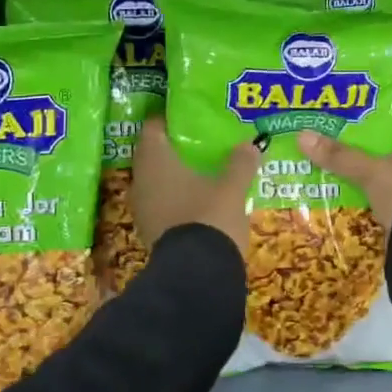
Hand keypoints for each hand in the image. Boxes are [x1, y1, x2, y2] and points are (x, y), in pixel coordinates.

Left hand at [132, 117, 259, 255]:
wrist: (197, 275)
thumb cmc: (210, 217)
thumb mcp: (232, 188)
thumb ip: (240, 163)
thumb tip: (251, 145)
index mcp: (155, 161)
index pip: (153, 127)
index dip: (170, 119)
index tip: (191, 116)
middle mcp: (141, 181)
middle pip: (155, 154)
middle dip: (177, 147)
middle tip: (202, 141)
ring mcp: (143, 208)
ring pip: (158, 181)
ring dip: (177, 174)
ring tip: (204, 168)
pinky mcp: (151, 231)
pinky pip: (162, 203)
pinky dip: (178, 197)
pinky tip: (200, 198)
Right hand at [297, 116, 391, 229]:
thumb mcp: (371, 171)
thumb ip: (340, 156)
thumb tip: (302, 136)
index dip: (371, 112)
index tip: (344, 110)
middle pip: (384, 146)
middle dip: (358, 144)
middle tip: (327, 136)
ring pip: (380, 172)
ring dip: (359, 171)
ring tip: (327, 163)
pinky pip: (379, 195)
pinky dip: (363, 193)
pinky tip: (340, 191)